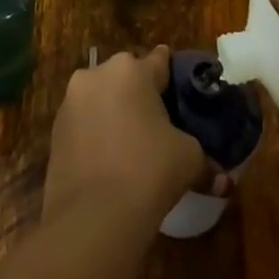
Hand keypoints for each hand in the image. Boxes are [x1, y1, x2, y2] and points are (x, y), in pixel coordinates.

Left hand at [43, 46, 203, 233]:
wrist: (92, 217)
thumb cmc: (148, 171)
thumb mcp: (188, 160)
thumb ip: (206, 160)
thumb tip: (224, 180)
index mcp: (132, 70)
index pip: (160, 61)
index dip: (173, 78)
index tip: (182, 95)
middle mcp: (97, 73)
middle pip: (126, 77)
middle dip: (140, 95)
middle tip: (158, 124)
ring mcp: (71, 100)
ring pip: (101, 97)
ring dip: (114, 112)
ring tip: (131, 145)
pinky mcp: (54, 129)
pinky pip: (83, 122)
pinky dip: (95, 133)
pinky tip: (108, 160)